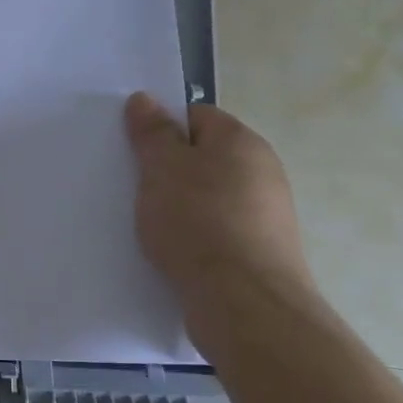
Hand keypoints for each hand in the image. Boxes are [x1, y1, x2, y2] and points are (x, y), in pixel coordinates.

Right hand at [124, 94, 315, 327]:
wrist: (244, 303)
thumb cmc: (198, 222)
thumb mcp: (162, 168)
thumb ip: (152, 133)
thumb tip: (145, 99)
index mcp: (242, 142)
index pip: (196, 116)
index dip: (163, 129)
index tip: (136, 151)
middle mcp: (263, 172)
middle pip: (205, 157)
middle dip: (170, 170)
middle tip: (137, 186)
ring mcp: (267, 215)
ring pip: (210, 197)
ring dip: (181, 206)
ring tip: (150, 224)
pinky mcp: (262, 253)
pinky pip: (219, 232)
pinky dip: (196, 237)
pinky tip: (174, 252)